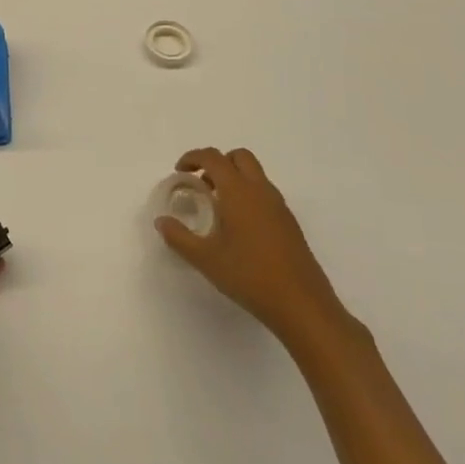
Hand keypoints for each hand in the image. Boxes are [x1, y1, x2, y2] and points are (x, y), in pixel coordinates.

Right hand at [155, 148, 358, 353]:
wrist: (303, 306)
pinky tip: (239, 227)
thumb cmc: (250, 276)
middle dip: (218, 162)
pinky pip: (265, 194)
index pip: (213, 158)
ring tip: (218, 207)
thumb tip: (161, 222)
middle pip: (239, 157)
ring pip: (255, 174)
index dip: (193, 157)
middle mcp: (261, 191)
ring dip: (234, 178)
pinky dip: (248, 195)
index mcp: (239, 191)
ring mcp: (279, 206)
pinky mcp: (290, 223)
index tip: (180, 172)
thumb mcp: (206, 259)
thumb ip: (179, 237)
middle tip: (202, 184)